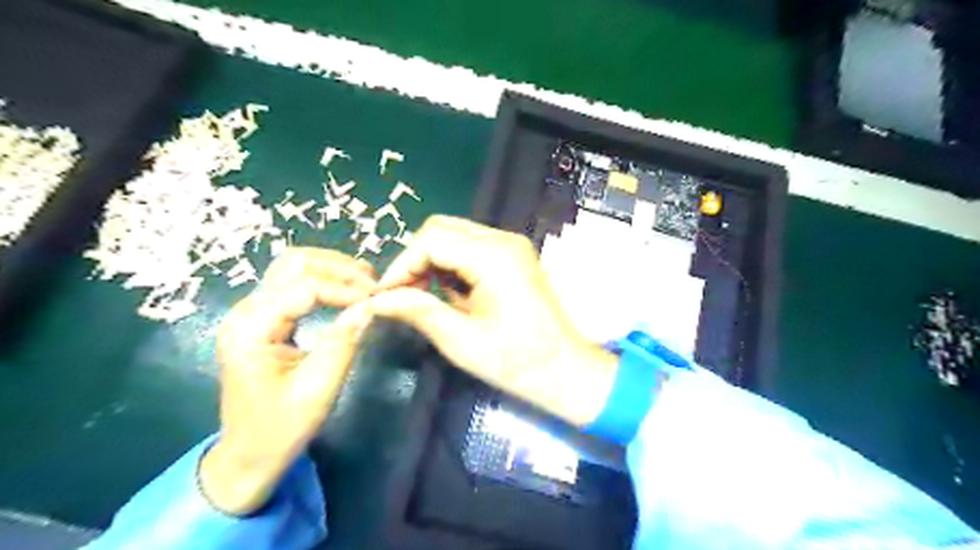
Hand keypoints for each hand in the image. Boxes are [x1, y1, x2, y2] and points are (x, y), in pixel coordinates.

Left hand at [200, 250, 376, 514]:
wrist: (248, 456)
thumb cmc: (280, 429)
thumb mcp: (318, 388)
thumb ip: (342, 342)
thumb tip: (369, 306)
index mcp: (250, 329)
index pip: (303, 288)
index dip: (345, 288)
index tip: (377, 299)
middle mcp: (245, 312)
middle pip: (293, 263)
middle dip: (337, 267)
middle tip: (373, 284)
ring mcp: (252, 314)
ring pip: (293, 268)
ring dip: (332, 269)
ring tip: (365, 283)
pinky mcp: (264, 320)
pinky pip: (294, 285)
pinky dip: (324, 281)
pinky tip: (347, 292)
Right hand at [362, 215, 614, 424]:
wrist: (565, 370)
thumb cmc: (518, 362)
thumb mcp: (462, 342)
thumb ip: (419, 312)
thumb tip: (378, 300)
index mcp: (495, 258)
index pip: (432, 239)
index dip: (402, 265)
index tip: (385, 296)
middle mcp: (504, 241)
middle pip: (441, 229)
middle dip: (415, 260)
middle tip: (402, 296)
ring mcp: (511, 246)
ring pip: (454, 235)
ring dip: (431, 262)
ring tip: (423, 298)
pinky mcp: (512, 256)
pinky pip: (469, 248)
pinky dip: (450, 265)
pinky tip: (449, 294)